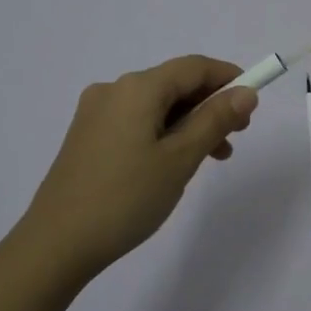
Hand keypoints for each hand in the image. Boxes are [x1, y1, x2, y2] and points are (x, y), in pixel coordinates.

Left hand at [20, 55, 258, 275]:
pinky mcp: (87, 137)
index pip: (193, 67)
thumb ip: (215, 120)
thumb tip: (246, 92)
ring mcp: (96, 113)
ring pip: (156, 106)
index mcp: (137, 87)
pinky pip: (136, 122)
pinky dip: (164, 134)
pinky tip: (175, 164)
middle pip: (174, 84)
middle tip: (236, 136)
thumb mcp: (180, 159)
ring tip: (212, 158)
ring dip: (189, 123)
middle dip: (210, 105)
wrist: (56, 244)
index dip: (228, 78)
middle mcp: (114, 90)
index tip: (253, 102)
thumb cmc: (126, 197)